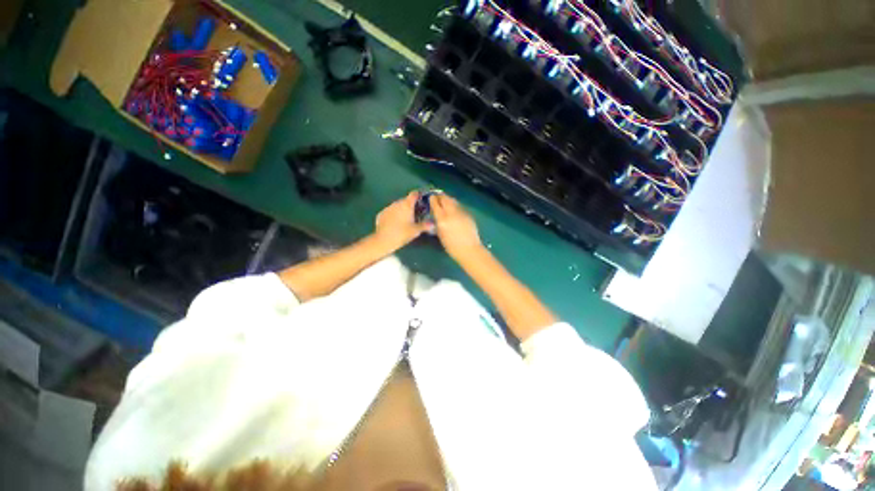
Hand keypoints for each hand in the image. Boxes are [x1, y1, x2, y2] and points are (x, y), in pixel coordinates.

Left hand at [374, 191, 429, 248]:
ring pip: (397, 206)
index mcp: (407, 204)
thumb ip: (425, 225)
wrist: (383, 240)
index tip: (422, 200)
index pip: (414, 194)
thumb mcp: (416, 231)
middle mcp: (397, 203)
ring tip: (406, 219)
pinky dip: (394, 215)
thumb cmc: (402, 234)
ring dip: (402, 210)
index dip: (418, 195)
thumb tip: (433, 223)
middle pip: (406, 200)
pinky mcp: (381, 214)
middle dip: (411, 205)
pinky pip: (390, 211)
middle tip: (416, 213)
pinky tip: (395, 223)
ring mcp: (388, 208)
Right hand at [430, 194, 483, 260]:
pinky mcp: (468, 214)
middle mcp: (451, 213)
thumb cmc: (451, 246)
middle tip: (437, 197)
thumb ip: (437, 222)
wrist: (469, 249)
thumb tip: (436, 215)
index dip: (432, 199)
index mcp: (442, 219)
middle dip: (440, 197)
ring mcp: (461, 212)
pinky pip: (459, 207)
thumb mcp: (440, 234)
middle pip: (445, 198)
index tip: (430, 198)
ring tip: (445, 202)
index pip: (435, 204)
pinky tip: (454, 210)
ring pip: (453, 201)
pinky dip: (455, 206)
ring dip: (448, 200)